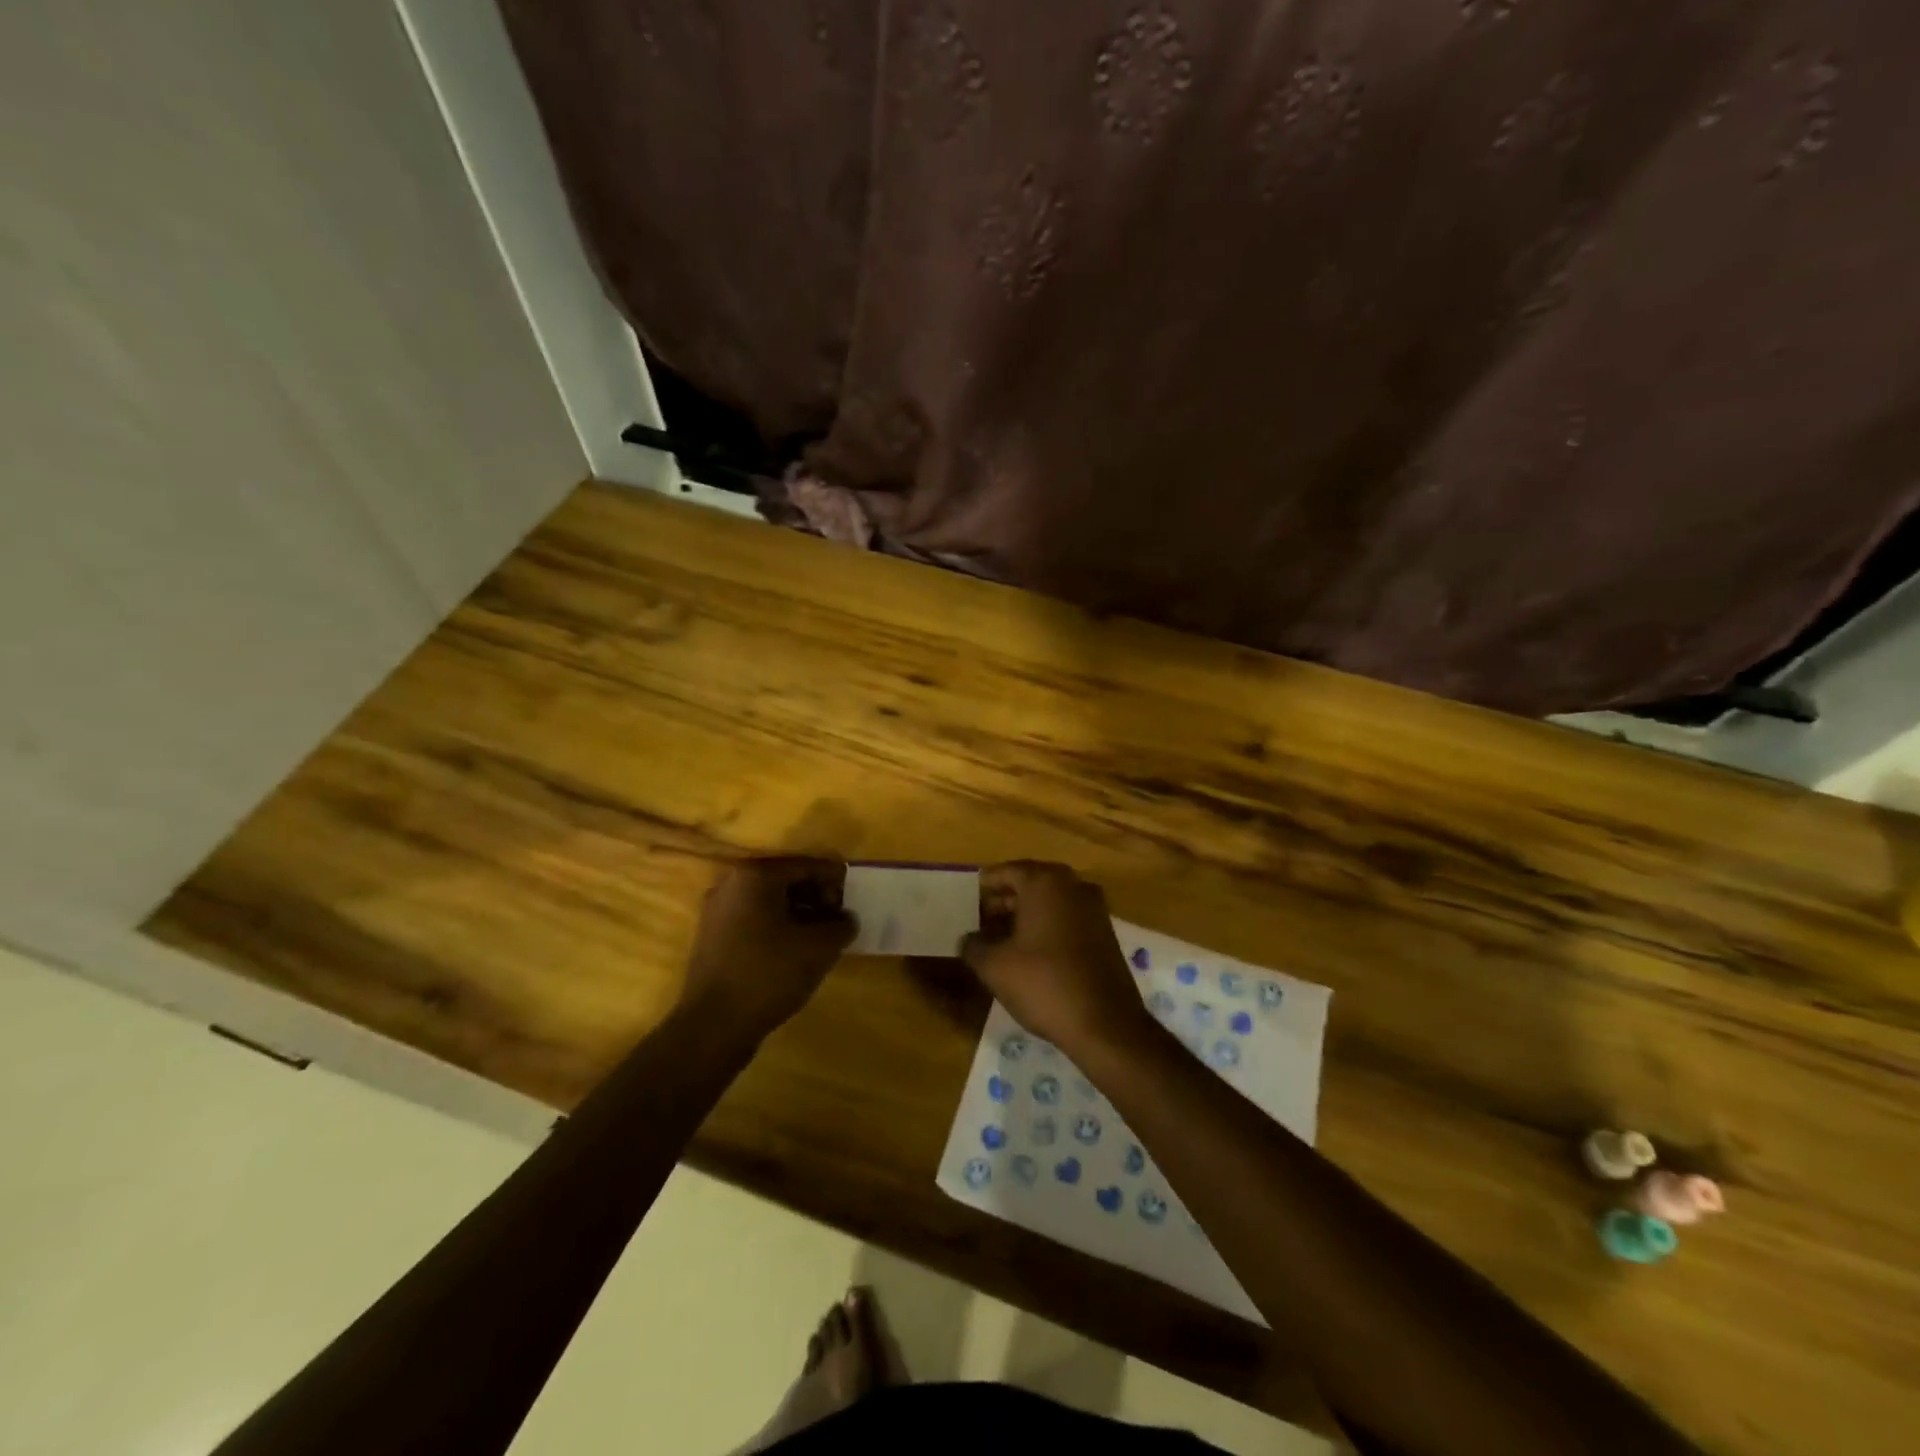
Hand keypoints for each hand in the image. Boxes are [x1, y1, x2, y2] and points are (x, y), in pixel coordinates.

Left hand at [684, 857, 857, 1032]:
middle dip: (817, 897)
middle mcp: (731, 884)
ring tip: (820, 939)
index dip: (835, 882)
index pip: (807, 866)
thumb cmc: (769, 974)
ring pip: (770, 902)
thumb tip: (846, 919)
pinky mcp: (712, 938)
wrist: (714, 1026)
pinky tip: (794, 952)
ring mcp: (717, 911)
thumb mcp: (820, 947)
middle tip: (838, 921)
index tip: (854, 903)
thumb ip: (842, 925)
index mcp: (756, 875)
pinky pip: (754, 920)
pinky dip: (778, 928)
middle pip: (787, 880)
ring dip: (799, 914)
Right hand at [959, 861, 1153, 1056]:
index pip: (1005, 871)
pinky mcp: (1104, 932)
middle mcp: (1072, 885)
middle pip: (1028, 883)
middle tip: (977, 922)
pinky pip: (1066, 918)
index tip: (964, 903)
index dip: (982, 887)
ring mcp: (1093, 907)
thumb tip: (967, 939)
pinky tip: (1028, 952)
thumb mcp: (994, 966)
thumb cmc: (1044, 984)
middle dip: (1002, 901)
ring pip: (1049, 901)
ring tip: (998, 939)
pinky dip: (1045, 926)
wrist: (1106, 1024)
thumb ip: (973, 945)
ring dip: (1023, 915)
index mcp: (1044, 882)